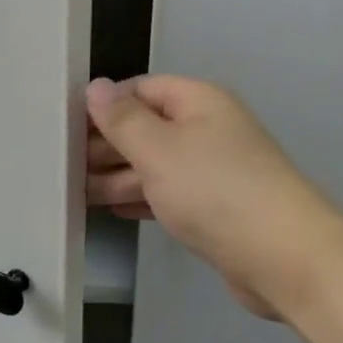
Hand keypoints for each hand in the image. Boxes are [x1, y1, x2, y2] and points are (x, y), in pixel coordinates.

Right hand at [86, 75, 342, 321]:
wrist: (281, 256)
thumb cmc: (215, 192)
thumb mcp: (159, 150)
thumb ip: (123, 120)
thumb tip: (96, 86)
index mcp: (198, 103)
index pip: (142, 90)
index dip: (105, 106)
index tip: (65, 128)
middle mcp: (207, 130)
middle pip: (147, 129)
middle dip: (107, 146)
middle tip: (61, 166)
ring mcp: (213, 172)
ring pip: (155, 165)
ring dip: (118, 177)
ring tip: (75, 192)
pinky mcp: (215, 209)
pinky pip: (169, 194)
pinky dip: (142, 199)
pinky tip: (113, 209)